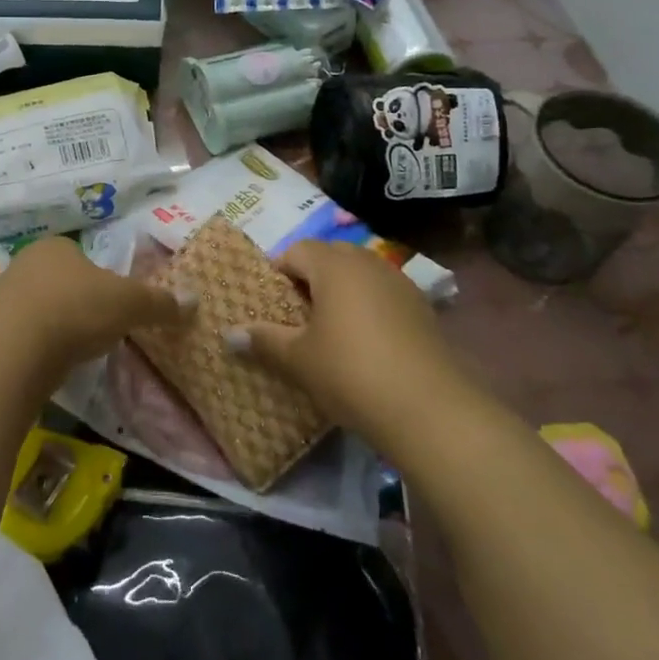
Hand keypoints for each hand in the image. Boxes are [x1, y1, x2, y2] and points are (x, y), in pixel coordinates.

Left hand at [0, 236, 191, 385]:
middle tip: (98, 327)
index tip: (113, 303)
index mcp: (56, 247)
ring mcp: (3, 297)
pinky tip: (51, 363)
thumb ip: (160, 302)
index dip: (99, 278)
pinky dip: (38, 347)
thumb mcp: (130, 303)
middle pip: (59, 281)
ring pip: (39, 308)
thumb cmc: (76, 308)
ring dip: (56, 325)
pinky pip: (23, 336)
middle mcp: (25, 264)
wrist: (14, 349)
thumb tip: (193, 301)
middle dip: (77, 302)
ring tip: (76, 349)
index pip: (81, 256)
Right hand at [227, 241, 460, 449]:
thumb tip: (228, 334)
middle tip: (296, 316)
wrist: (429, 409)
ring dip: (341, 291)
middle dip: (310, 278)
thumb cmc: (350, 372)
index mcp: (334, 265)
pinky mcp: (422, 307)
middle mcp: (367, 262)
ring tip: (330, 330)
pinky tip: (366, 342)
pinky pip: (383, 293)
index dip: (279, 272)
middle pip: (330, 256)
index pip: (296, 250)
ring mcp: (399, 282)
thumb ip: (264, 340)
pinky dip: (368, 306)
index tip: (271, 304)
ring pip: (360, 273)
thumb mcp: (298, 359)